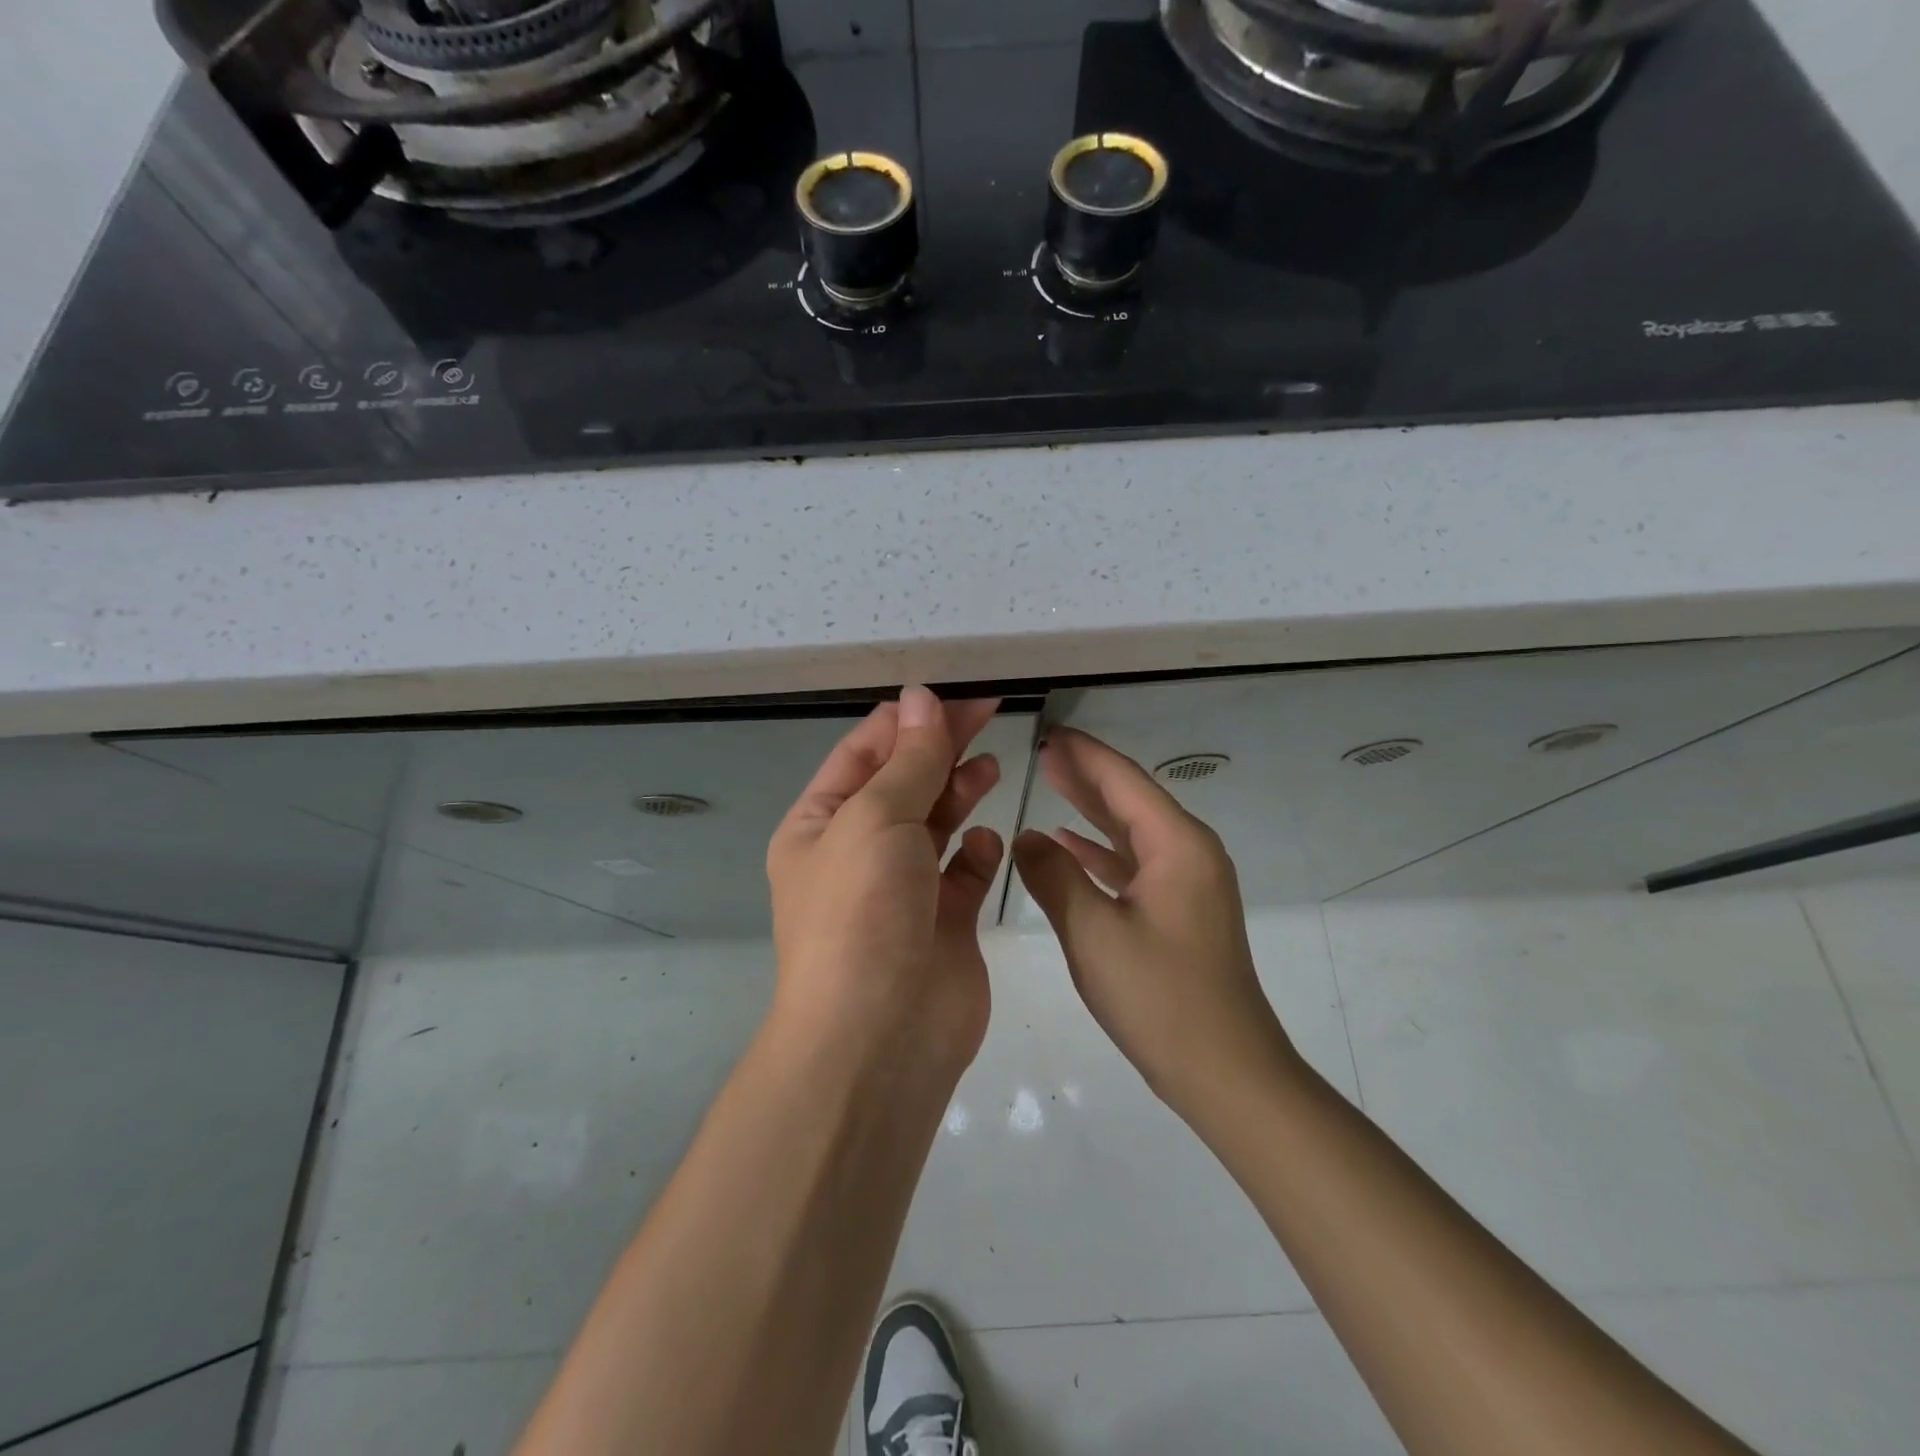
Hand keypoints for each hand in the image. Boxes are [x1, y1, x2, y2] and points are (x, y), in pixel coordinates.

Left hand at [765, 687, 1005, 1078]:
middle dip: (940, 748)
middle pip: (904, 783)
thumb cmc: (862, 912)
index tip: (953, 698)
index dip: (906, 721)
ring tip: (989, 768)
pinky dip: (976, 854)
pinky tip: (986, 844)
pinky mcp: (943, 923)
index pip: (863, 754)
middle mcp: (857, 854)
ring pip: (935, 824)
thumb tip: (919, 699)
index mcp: (820, 825)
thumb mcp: (876, 818)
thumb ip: (908, 760)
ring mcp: (902, 890)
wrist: (880, 1037)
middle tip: (989, 713)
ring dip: (959, 792)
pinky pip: (963, 874)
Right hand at [1012, 728, 1296, 1119]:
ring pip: (1132, 831)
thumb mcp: (1093, 933)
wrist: (1226, 1071)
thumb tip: (1026, 837)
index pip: (1124, 780)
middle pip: (1131, 798)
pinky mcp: (1181, 910)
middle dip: (1086, 774)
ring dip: (1092, 809)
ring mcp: (1189, 883)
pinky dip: (1102, 852)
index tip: (1048, 732)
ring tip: (1051, 782)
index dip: (1084, 754)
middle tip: (1043, 751)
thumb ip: (1054, 877)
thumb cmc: (1160, 997)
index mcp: (1177, 845)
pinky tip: (1068, 846)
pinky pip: (1136, 864)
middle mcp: (1190, 852)